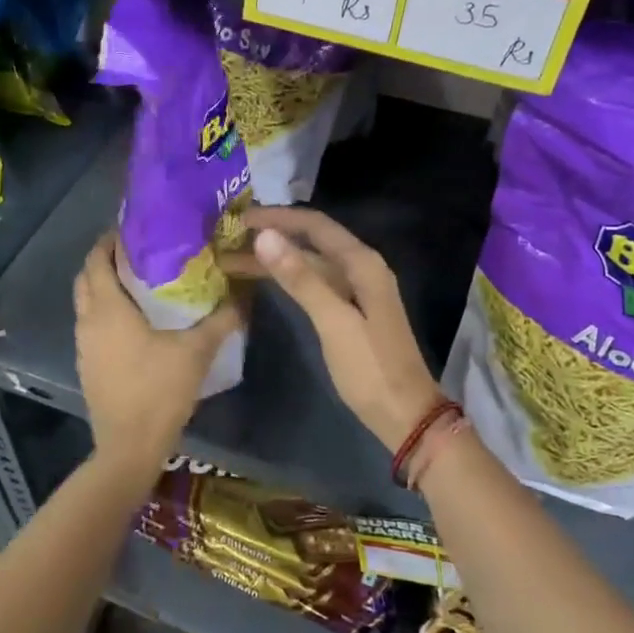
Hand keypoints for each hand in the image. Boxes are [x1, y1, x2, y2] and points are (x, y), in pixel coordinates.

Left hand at [73, 231, 241, 469]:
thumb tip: (244, 294)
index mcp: (108, 309)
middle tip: (140, 251)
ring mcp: (84, 345)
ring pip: (87, 302)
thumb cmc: (159, 391)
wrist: (128, 448)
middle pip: (87, 277)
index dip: (110, 240)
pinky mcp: (88, 365)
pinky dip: (106, 310)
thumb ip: (222, 319)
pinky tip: (135, 319)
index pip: (97, 260)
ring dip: (105, 285)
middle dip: (106, 259)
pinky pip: (92, 324)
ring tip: (140, 279)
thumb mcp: (197, 351)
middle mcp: (88, 321)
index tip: (135, 228)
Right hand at [232, 207, 441, 451]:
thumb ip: (300, 278)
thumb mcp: (333, 321)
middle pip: (311, 241)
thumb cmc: (370, 368)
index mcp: (362, 263)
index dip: (277, 218)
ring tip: (233, 260)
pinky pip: (313, 283)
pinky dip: (288, 279)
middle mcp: (361, 268)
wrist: (404, 415)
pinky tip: (264, 281)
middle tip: (228, 239)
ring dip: (275, 259)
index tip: (240, 218)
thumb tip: (265, 236)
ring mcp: (356, 290)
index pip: (315, 225)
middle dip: (271, 237)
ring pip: (309, 263)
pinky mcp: (349, 311)